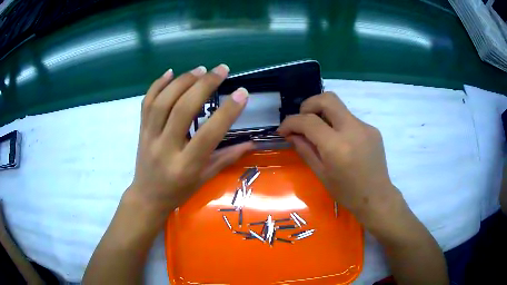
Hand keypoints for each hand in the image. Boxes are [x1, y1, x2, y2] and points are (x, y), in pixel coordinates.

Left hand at [128, 64, 252, 213]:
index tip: (242, 93)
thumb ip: (226, 158)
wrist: (147, 197)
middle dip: (204, 85)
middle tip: (221, 70)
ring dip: (182, 81)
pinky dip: (157, 85)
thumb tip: (251, 143)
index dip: (227, 112)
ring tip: (200, 69)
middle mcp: (165, 149)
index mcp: (186, 166)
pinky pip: (146, 104)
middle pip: (182, 110)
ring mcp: (149, 137)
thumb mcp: (204, 179)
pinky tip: (170, 72)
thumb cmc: (178, 192)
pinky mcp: (141, 131)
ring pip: (163, 102)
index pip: (208, 134)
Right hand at [278, 92, 401, 224]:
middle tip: (302, 121)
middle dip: (308, 105)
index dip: (291, 122)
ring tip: (319, 133)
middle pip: (327, 99)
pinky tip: (339, 141)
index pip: (308, 121)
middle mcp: (352, 129)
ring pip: (339, 107)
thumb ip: (305, 150)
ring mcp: (365, 127)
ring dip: (323, 114)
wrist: (376, 197)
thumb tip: (291, 134)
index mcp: (337, 146)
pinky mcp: (372, 129)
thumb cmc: (346, 192)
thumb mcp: (321, 174)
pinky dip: (338, 124)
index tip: (283, 130)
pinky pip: (349, 119)